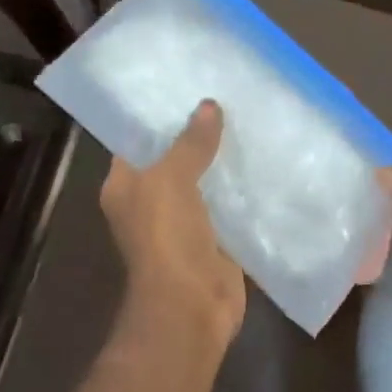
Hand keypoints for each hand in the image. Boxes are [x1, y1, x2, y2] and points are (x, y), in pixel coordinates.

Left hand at [100, 100, 246, 346]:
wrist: (191, 305)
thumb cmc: (166, 238)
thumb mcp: (170, 180)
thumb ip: (189, 143)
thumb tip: (209, 106)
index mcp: (125, 186)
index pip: (137, 140)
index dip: (158, 115)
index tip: (185, 86)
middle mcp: (151, 201)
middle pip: (174, 159)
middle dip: (197, 134)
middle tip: (226, 96)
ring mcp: (184, 222)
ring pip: (205, 181)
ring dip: (223, 159)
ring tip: (250, 119)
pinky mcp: (215, 238)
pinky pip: (229, 205)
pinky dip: (243, 188)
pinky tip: (265, 159)